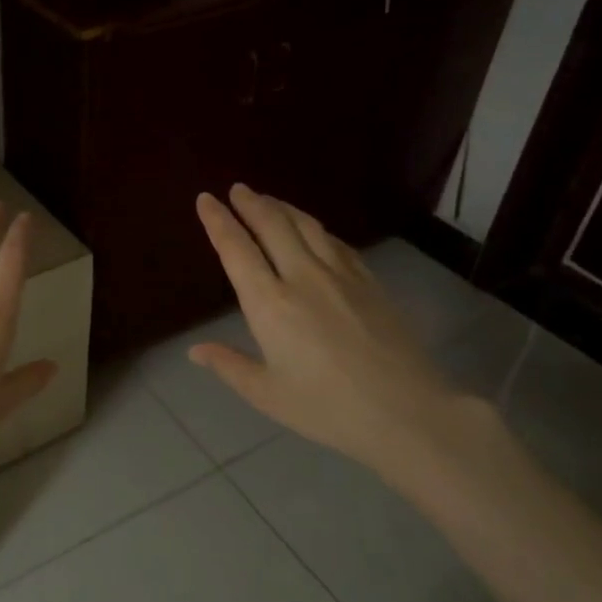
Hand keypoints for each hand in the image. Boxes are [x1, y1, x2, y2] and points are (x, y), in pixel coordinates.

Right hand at [191, 186, 485, 497]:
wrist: (405, 411)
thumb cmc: (327, 408)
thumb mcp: (267, 394)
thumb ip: (229, 366)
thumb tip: (195, 350)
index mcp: (270, 304)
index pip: (236, 249)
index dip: (218, 221)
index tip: (205, 199)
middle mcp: (302, 277)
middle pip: (273, 225)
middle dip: (250, 203)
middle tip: (236, 189)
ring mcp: (340, 275)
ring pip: (306, 226)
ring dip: (282, 207)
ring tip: (268, 199)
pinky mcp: (369, 281)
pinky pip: (336, 241)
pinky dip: (315, 227)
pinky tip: (313, 229)